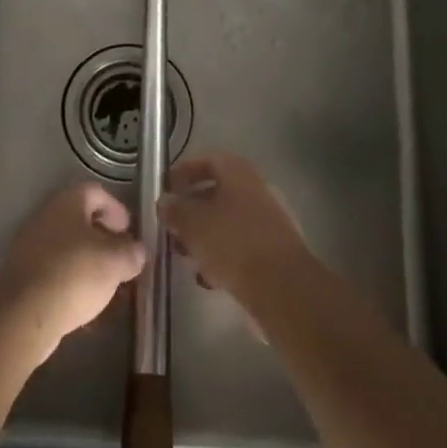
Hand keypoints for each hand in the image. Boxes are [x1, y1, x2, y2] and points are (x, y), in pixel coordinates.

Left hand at [0, 181, 145, 363]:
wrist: (24, 313)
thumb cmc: (75, 274)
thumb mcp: (115, 262)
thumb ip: (131, 252)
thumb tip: (137, 251)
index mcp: (68, 201)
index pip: (96, 192)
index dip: (117, 209)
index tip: (129, 232)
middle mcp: (46, 215)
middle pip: (80, 219)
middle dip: (103, 238)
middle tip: (121, 259)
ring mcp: (30, 244)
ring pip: (67, 246)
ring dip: (87, 261)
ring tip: (106, 286)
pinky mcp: (22, 273)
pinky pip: (53, 269)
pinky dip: (70, 280)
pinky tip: (84, 304)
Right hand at [158, 153, 309, 307]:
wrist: (282, 286)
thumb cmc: (232, 242)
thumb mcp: (192, 224)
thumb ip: (174, 210)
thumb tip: (164, 202)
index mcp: (238, 172)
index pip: (206, 160)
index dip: (182, 172)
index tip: (164, 188)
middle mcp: (256, 189)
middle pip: (217, 192)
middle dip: (191, 209)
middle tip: (171, 225)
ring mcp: (269, 219)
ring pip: (228, 220)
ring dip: (204, 234)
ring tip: (185, 255)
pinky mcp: (275, 250)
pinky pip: (241, 244)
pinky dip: (223, 255)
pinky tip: (208, 277)